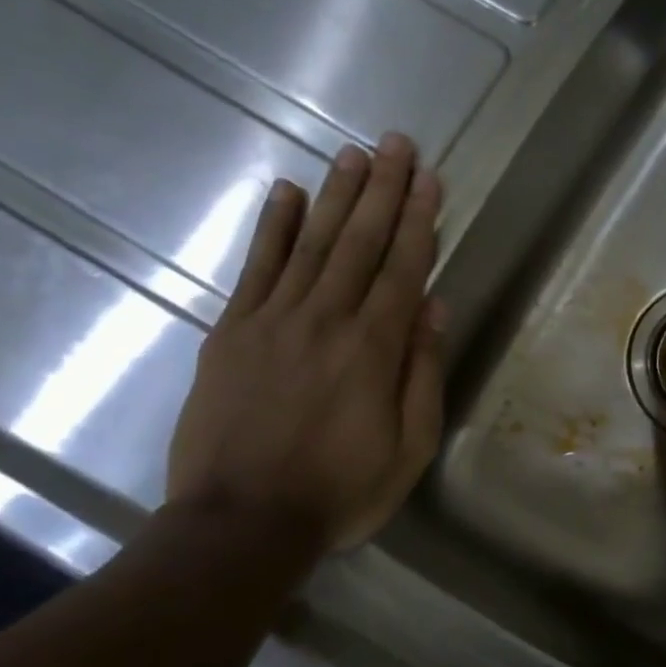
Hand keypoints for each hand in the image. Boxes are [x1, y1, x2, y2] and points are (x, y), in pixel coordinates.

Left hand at [166, 134, 444, 556]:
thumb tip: (434, 306)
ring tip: (353, 154)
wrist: (240, 523)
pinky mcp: (231, 333)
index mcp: (374, 349)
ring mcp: (272, 321)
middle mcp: (326, 320)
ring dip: (336, 195)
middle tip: (396, 143)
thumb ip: (423, 372)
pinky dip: (271, 227)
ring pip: (311, 243)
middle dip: (383, 190)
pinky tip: (284, 192)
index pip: (404, 268)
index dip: (419, 220)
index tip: (430, 179)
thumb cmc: (340, 491)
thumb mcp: (410, 447)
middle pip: (359, 242)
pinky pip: (255, 268)